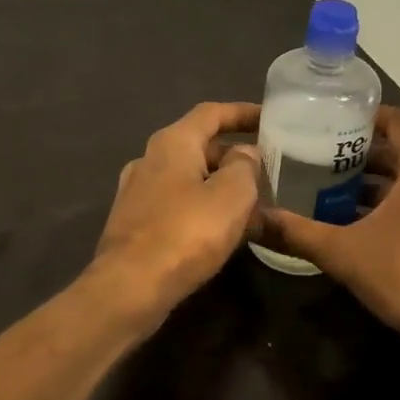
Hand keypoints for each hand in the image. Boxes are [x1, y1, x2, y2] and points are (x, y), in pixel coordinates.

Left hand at [93, 102, 262, 317]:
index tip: (270, 118)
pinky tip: (221, 232)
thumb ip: (244, 167)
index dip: (242, 113)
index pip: (211, 113)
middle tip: (267, 173)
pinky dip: (202, 208)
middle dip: (234, 157)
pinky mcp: (134, 223)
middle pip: (199, 146)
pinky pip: (176, 204)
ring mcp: (136, 192)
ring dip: (220, 186)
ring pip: (188, 178)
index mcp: (172, 142)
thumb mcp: (231, 195)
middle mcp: (149, 159)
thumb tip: (244, 154)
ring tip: (252, 205)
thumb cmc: (186, 233)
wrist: (129, 287)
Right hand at [260, 107, 399, 368]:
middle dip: (361, 152)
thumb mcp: (342, 251)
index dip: (366, 115)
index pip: (398, 121)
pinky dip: (389, 206)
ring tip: (329, 188)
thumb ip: (295, 231)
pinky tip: (355, 225)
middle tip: (318, 155)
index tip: (331, 119)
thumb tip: (251, 218)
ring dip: (374, 183)